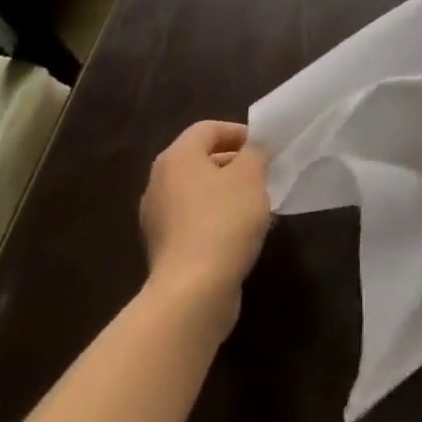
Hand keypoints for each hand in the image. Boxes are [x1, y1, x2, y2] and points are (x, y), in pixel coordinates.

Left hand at [139, 121, 271, 323]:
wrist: (192, 292)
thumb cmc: (223, 220)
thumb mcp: (251, 175)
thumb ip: (255, 152)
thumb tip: (252, 150)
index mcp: (176, 158)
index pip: (208, 129)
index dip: (238, 132)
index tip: (264, 149)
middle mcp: (159, 183)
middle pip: (200, 160)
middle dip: (234, 163)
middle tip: (263, 174)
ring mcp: (157, 218)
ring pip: (198, 192)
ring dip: (226, 193)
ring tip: (256, 205)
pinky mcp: (163, 249)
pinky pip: (193, 220)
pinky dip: (215, 219)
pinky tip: (239, 233)